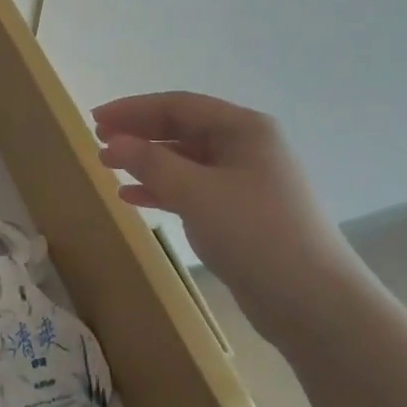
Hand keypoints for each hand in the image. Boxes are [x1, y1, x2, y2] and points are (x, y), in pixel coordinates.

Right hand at [94, 91, 371, 332]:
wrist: (312, 300)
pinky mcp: (241, 212)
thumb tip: (113, 142)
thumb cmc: (254, 233)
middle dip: (139, 133)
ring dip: (147, 162)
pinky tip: (132, 198)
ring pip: (186, 160)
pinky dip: (162, 189)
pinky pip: (193, 189)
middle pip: (182, 129)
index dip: (133, 109)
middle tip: (99, 141)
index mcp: (243, 129)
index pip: (179, 106)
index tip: (95, 119)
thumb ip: (150, 163)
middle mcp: (247, 147)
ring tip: (108, 167)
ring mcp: (246, 181)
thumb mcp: (196, 192)